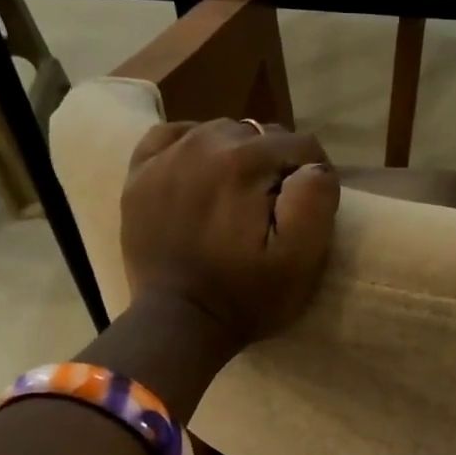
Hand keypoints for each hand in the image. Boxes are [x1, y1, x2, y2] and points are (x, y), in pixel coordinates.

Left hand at [120, 118, 339, 354]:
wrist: (177, 323)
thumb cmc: (246, 296)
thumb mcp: (301, 260)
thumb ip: (316, 201)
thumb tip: (314, 167)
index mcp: (245, 162)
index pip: (301, 145)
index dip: (314, 174)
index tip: (308, 207)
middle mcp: (203, 143)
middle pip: (260, 134)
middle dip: (276, 164)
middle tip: (274, 207)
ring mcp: (166, 156)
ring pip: (220, 131)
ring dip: (238, 155)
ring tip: (240, 196)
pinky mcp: (139, 173)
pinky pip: (173, 135)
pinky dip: (193, 146)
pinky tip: (201, 174)